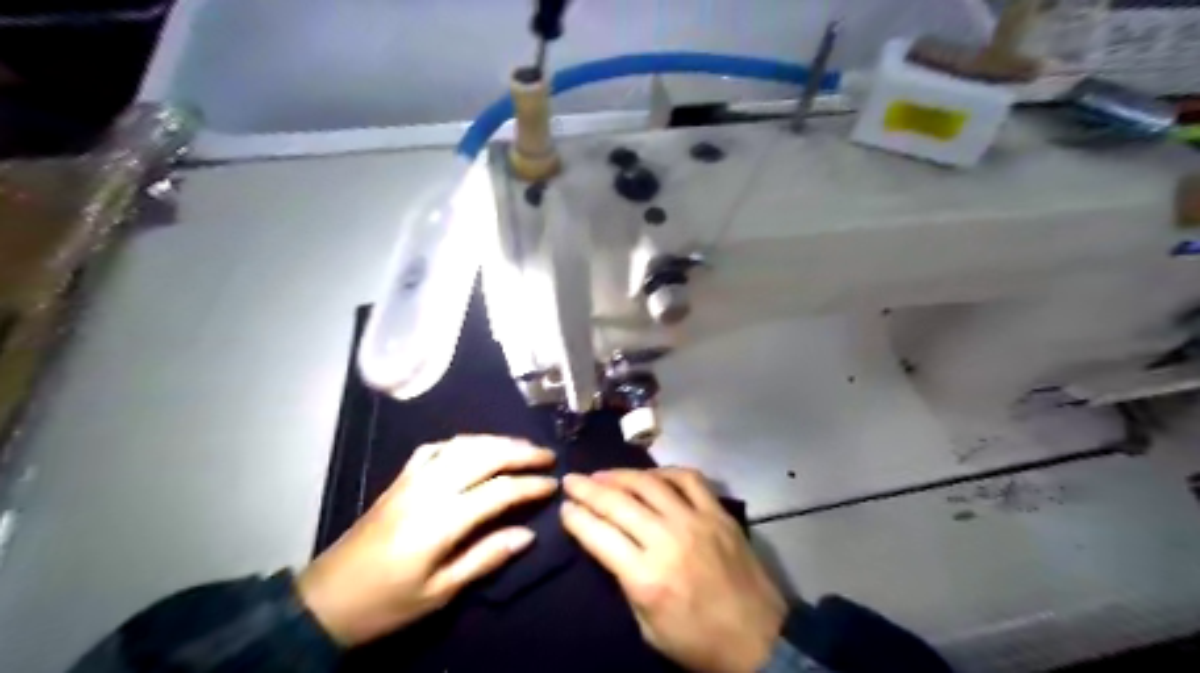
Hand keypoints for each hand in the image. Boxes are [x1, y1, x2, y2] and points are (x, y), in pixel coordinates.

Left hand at [295, 437, 556, 647]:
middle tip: (547, 456)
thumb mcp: (439, 592)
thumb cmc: (386, 603)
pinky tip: (476, 447)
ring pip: (463, 445)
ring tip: (522, 447)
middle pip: (484, 456)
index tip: (553, 484)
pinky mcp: (400, 478)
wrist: (325, 599)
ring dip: (497, 441)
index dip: (530, 485)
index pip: (499, 490)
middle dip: (520, 452)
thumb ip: (485, 557)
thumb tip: (527, 534)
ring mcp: (412, 478)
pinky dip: (463, 442)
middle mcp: (429, 489)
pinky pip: (436, 448)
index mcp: (441, 520)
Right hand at [563, 469, 788, 672]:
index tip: (564, 507)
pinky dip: (665, 471)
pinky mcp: (718, 513)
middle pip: (618, 503)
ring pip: (649, 483)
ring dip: (620, 475)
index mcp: (646, 577)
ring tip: (602, 474)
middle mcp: (667, 540)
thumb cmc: (698, 642)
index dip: (576, 518)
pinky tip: (650, 475)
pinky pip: (689, 478)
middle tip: (572, 479)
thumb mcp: (648, 628)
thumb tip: (609, 546)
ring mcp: (696, 521)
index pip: (599, 535)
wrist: (759, 640)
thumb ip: (626, 582)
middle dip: (588, 488)